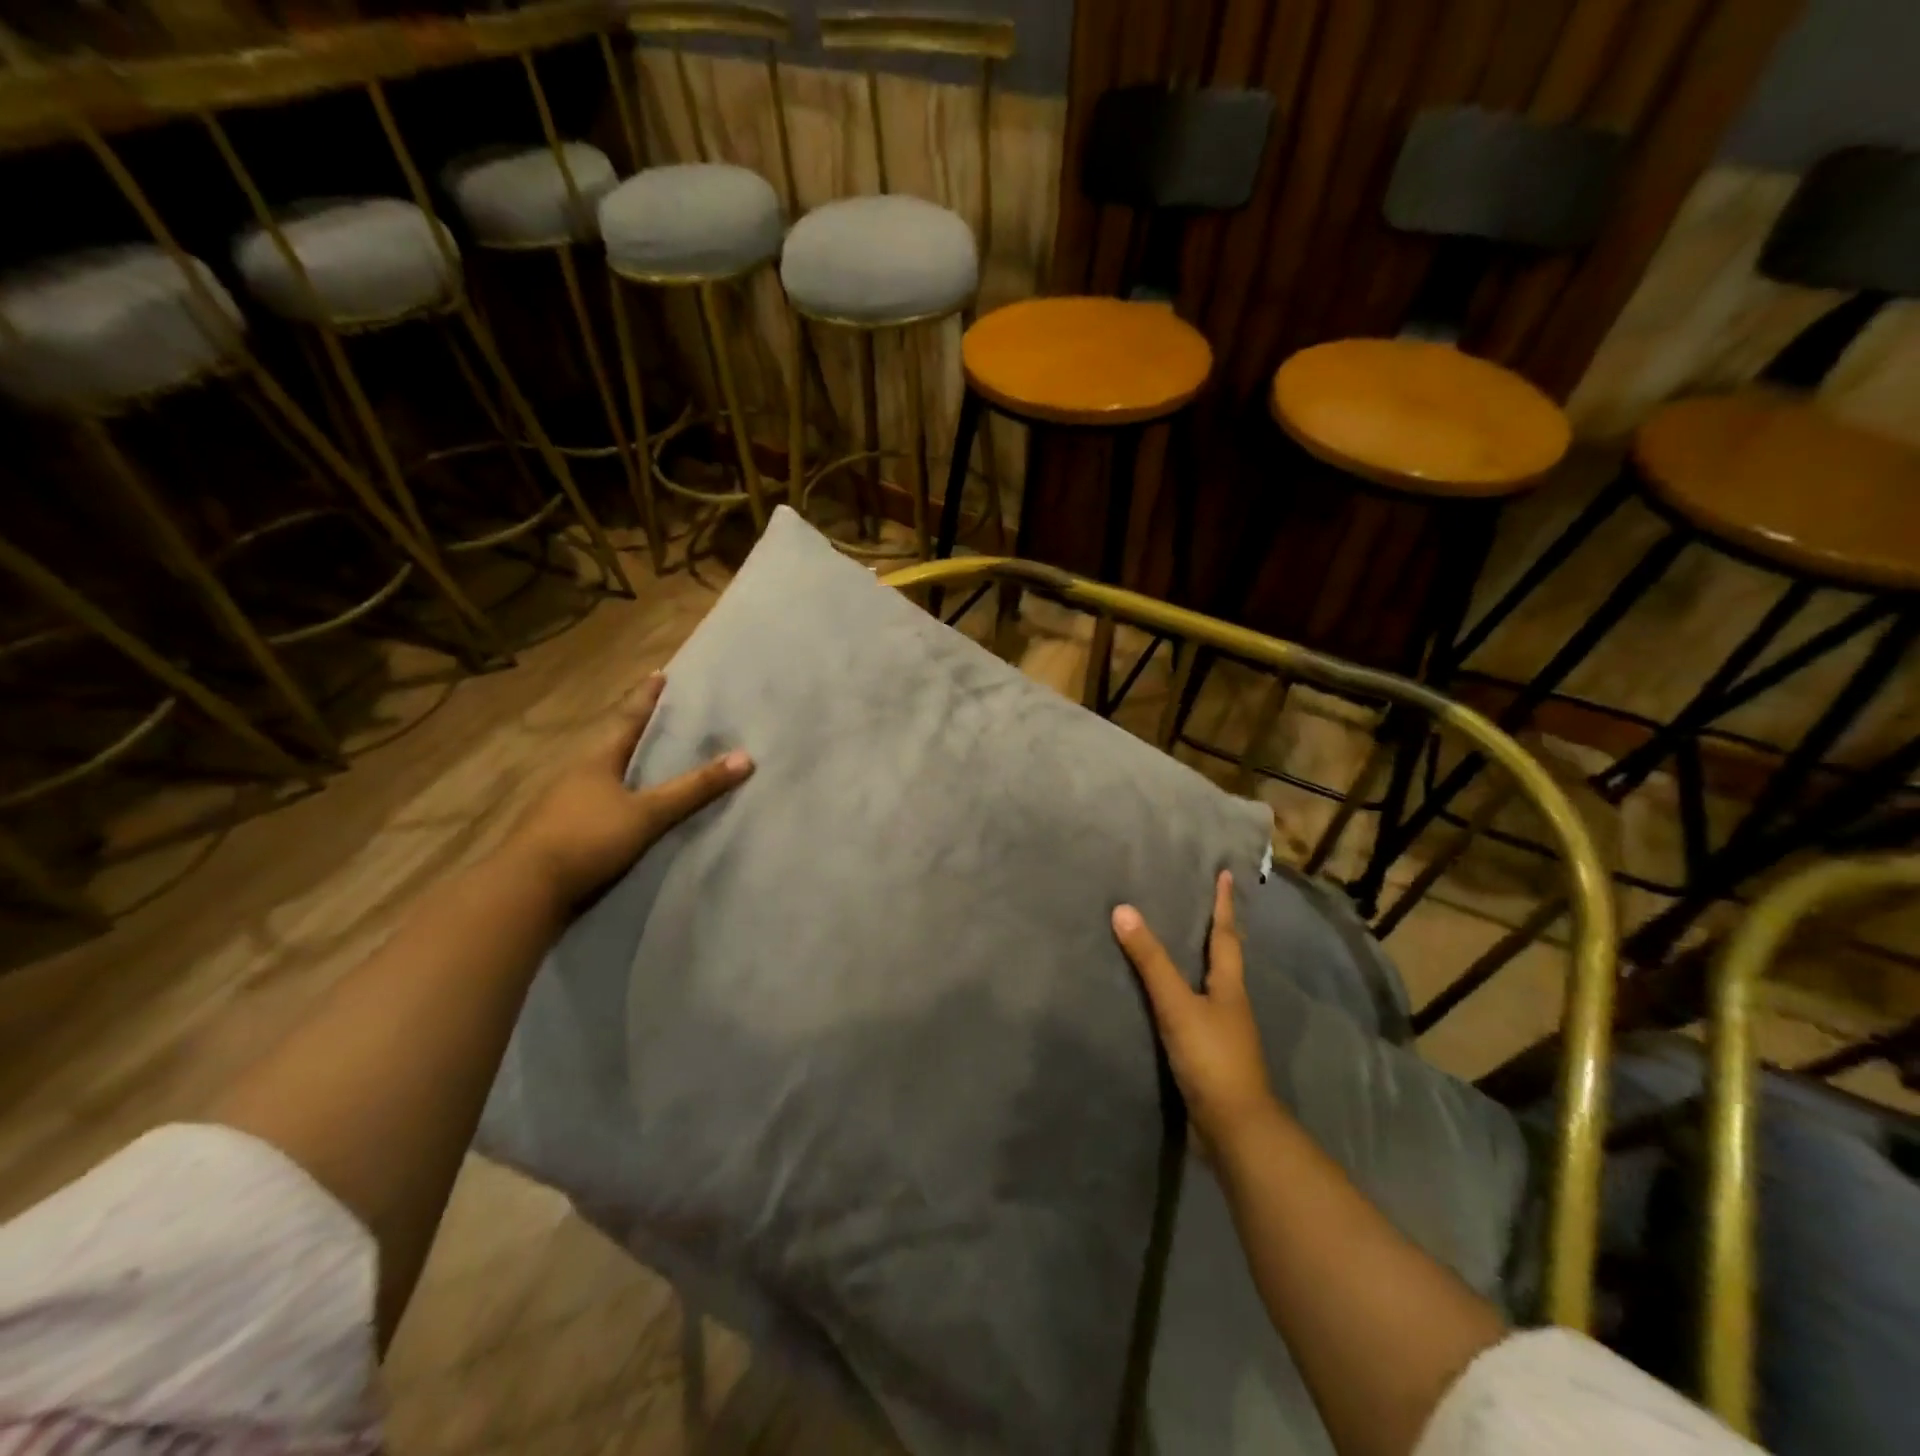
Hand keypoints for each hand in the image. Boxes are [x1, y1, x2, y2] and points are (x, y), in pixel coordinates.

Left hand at [502, 672, 752, 908]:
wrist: (526, 890)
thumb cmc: (587, 838)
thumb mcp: (648, 813)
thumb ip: (694, 789)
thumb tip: (746, 758)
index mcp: (596, 760)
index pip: (628, 719)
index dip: (646, 698)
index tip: (659, 674)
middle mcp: (577, 775)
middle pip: (613, 746)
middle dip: (637, 733)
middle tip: (662, 721)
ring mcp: (564, 805)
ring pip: (602, 777)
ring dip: (625, 770)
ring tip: (650, 766)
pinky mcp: (561, 834)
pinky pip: (597, 806)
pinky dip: (617, 801)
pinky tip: (629, 812)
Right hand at [1112, 871, 1280, 1154]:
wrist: (1235, 1128)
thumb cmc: (1211, 1058)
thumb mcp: (1177, 1005)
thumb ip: (1150, 961)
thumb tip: (1123, 910)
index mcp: (1229, 986)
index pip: (1225, 934)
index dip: (1224, 904)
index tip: (1225, 874)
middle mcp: (1231, 1003)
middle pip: (1224, 958)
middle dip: (1215, 929)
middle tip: (1200, 902)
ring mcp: (1223, 1031)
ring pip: (1212, 985)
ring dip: (1200, 962)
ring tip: (1179, 943)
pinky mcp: (1210, 1054)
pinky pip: (1197, 1010)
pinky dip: (1186, 993)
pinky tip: (1168, 998)